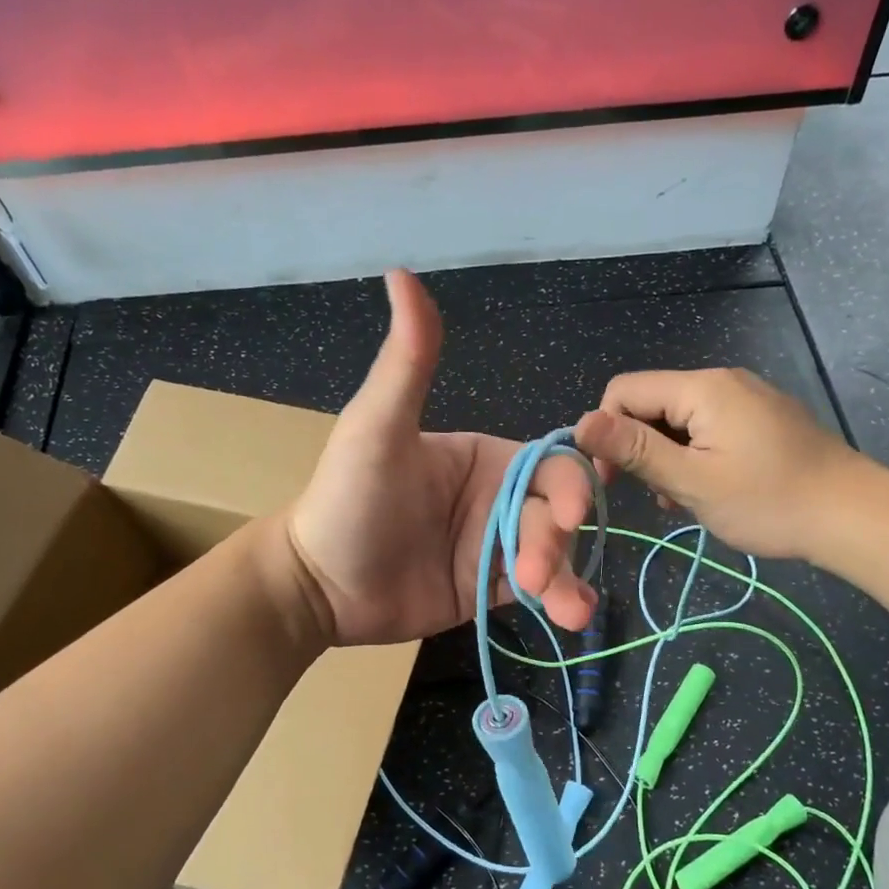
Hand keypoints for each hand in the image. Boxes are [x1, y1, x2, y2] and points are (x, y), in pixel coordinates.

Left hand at [285, 272, 599, 646]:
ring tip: (568, 611)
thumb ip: (407, 362)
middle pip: (556, 514)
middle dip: (556, 542)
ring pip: (553, 555)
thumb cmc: (347, 499)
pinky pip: (535, 590)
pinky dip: (557, 600)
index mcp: (484, 457)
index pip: (549, 464)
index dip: (571, 484)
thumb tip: (402, 272)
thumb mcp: (377, 428)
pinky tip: (569, 615)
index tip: (570, 514)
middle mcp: (498, 498)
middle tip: (531, 573)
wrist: (317, 583)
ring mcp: (496, 545)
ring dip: (566, 578)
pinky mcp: (489, 588)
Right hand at [573, 368, 872, 559]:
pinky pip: (709, 430)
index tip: (612, 480)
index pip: (624, 391)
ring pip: (679, 422)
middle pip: (652, 405)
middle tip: (659, 494)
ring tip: (686, 499)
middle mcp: (722, 381)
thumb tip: (578, 423)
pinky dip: (696, 458)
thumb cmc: (768, 501)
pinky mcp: (761, 419)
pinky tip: (709, 491)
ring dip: (669, 459)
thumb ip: (634, 449)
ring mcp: (745, 399)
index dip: (606, 431)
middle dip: (642, 449)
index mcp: (702, 388)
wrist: (852, 515)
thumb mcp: (692, 481)